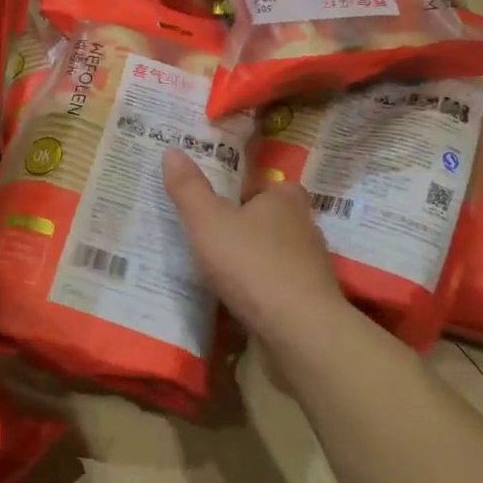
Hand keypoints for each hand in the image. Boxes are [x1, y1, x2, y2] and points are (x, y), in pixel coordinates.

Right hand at [163, 149, 349, 350]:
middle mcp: (305, 227)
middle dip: (246, 227)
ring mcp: (311, 268)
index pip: (267, 184)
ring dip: (252, 261)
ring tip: (217, 270)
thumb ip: (188, 188)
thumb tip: (172, 151)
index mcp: (285, 199)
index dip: (244, 191)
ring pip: (275, 255)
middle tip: (210, 234)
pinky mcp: (309, 302)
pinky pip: (278, 288)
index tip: (217, 202)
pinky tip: (236, 302)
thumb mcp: (207, 220)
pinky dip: (260, 292)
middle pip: (271, 220)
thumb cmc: (251, 263)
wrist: (299, 331)